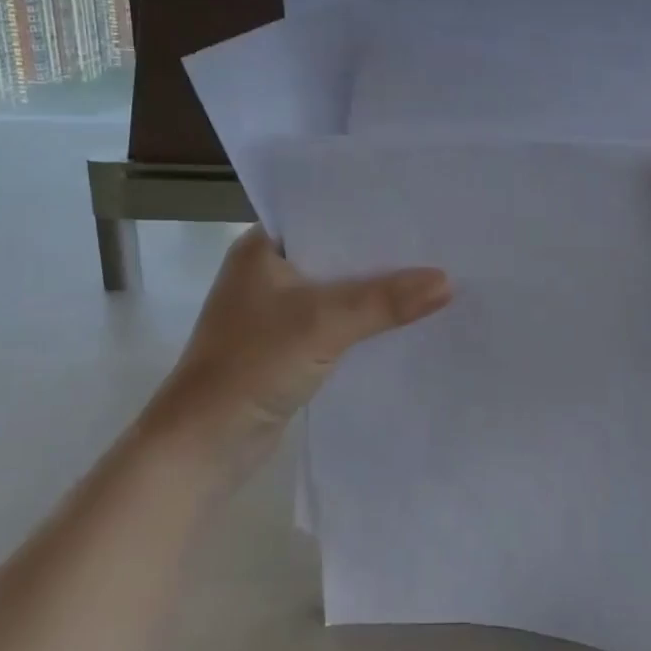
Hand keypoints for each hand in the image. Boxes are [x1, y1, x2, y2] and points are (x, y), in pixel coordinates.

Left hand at [150, 226, 452, 472]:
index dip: (370, 210)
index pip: (324, 213)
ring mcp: (277, 310)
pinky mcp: (288, 345)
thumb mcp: (323, 323)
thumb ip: (385, 300)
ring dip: (375, 290)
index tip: (418, 204)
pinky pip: (336, 321)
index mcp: (262, 247)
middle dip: (381, 252)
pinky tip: (405, 319)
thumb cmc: (251, 364)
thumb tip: (448, 281)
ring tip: (433, 274)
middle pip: (336, 252)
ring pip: (338, 289)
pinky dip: (365, 321)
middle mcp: (269, 271)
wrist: (203, 446)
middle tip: (437, 240)